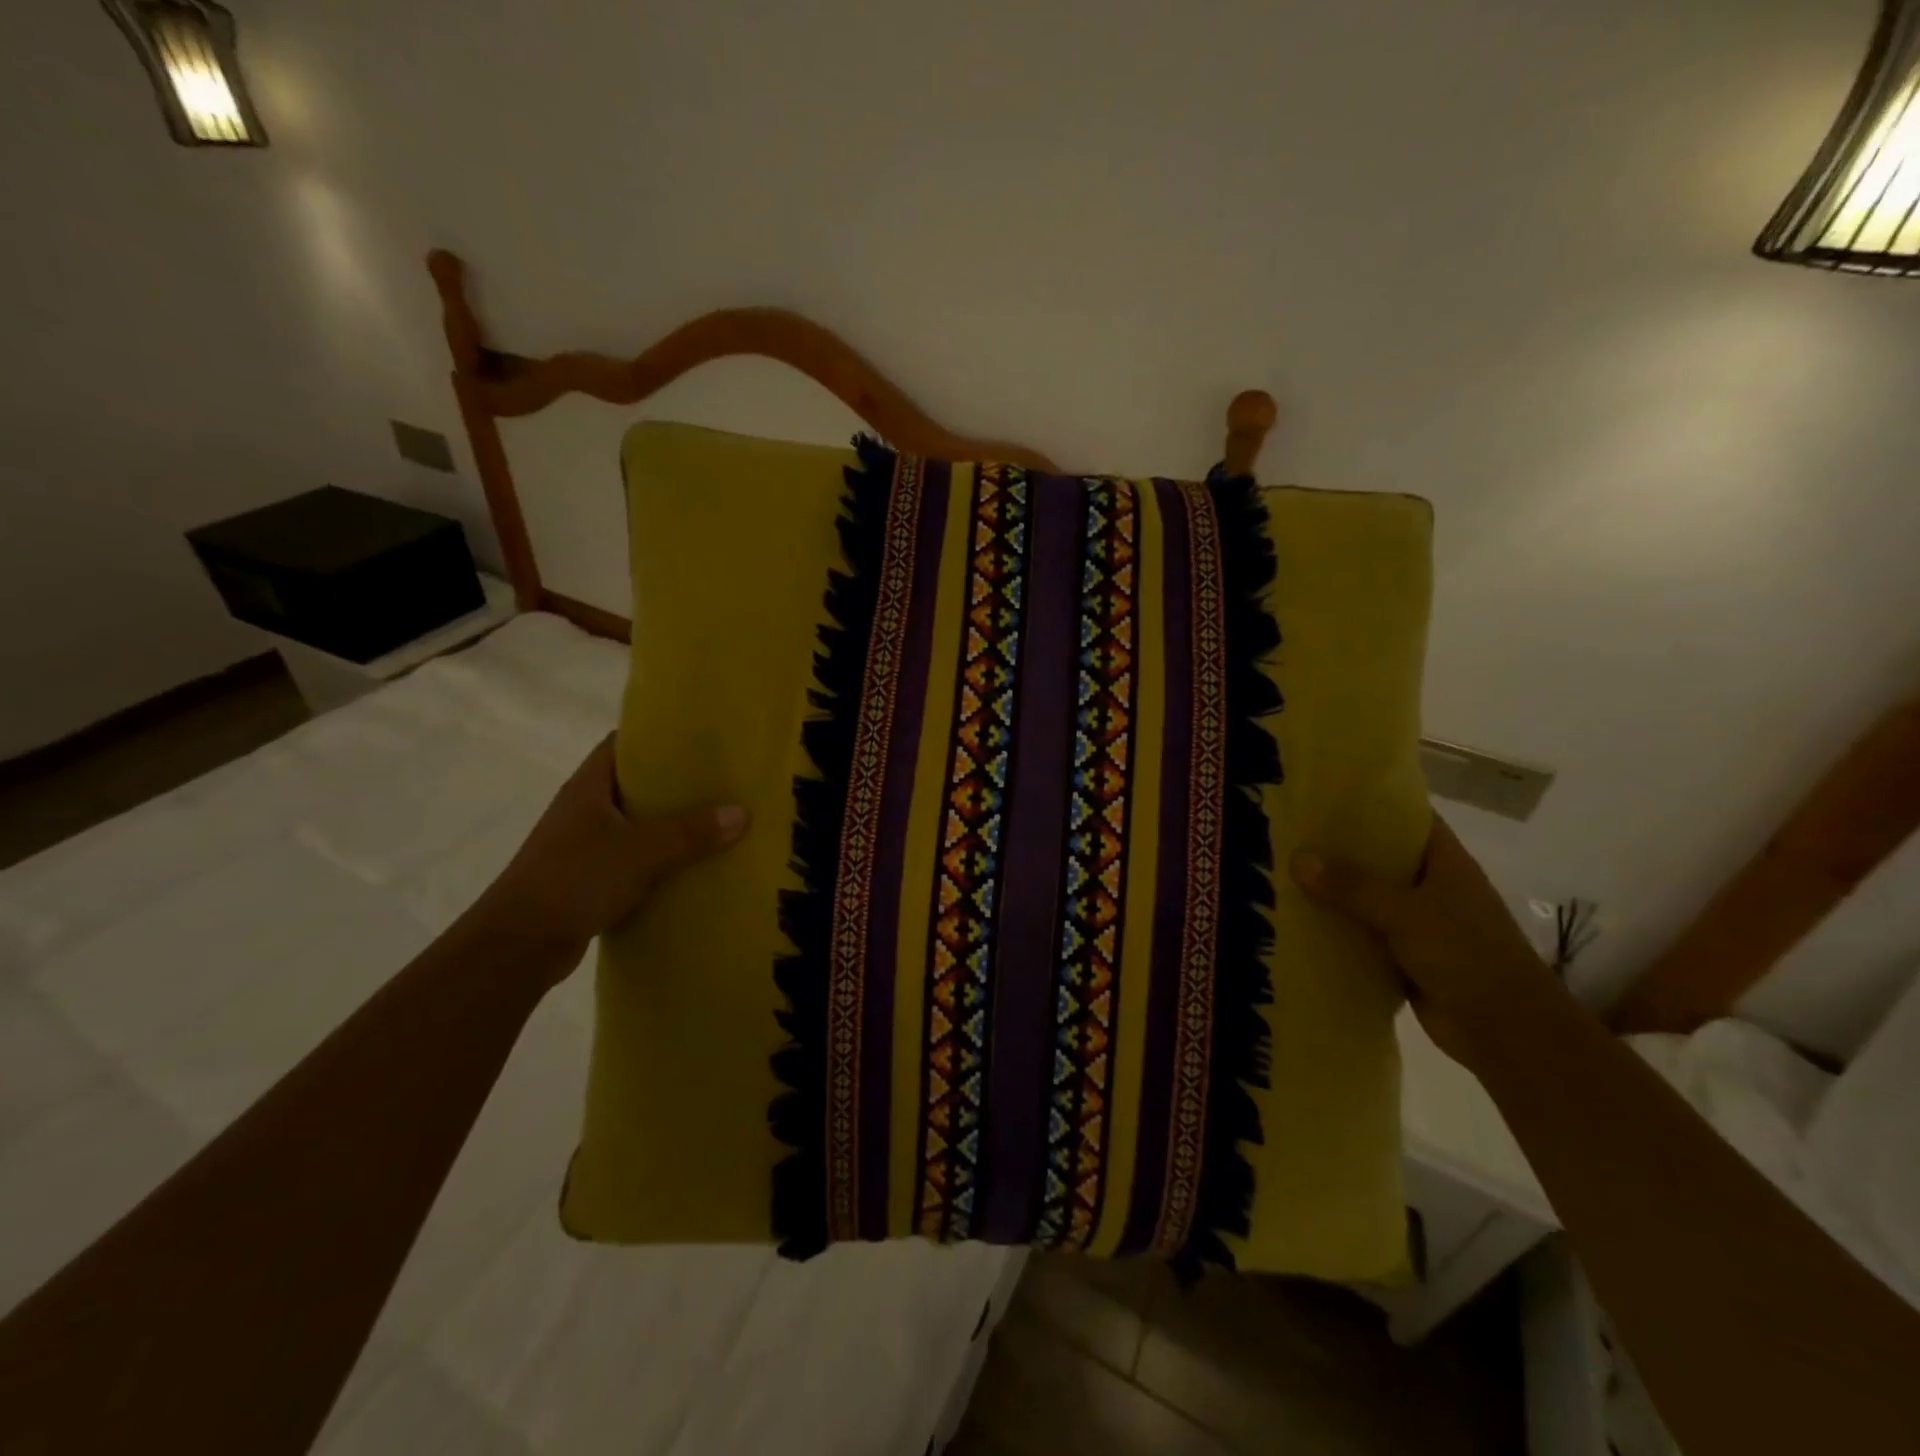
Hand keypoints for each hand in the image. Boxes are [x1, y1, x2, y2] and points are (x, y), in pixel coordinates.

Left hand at [474, 735, 748, 982]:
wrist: (518, 946)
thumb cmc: (573, 880)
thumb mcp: (640, 851)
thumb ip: (690, 832)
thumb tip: (741, 813)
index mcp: (589, 786)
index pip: (623, 744)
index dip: (658, 736)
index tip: (700, 738)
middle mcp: (584, 809)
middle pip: (635, 784)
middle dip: (675, 783)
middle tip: (722, 780)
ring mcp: (584, 844)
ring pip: (636, 823)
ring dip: (670, 824)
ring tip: (717, 820)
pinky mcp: (588, 877)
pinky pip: (633, 857)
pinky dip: (660, 858)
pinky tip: (692, 865)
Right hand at [1290, 816, 1553, 1064]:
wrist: (1507, 1032)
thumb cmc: (1467, 956)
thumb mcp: (1406, 913)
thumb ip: (1352, 886)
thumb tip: (1297, 858)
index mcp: (1446, 863)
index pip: (1408, 818)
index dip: (1372, 802)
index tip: (1325, 793)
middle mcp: (1433, 887)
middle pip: (1381, 857)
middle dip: (1340, 846)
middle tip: (1289, 831)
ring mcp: (1421, 924)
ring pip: (1369, 897)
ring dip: (1334, 890)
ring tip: (1283, 871)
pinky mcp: (1406, 957)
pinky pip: (1364, 934)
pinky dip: (1338, 928)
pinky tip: (1299, 920)